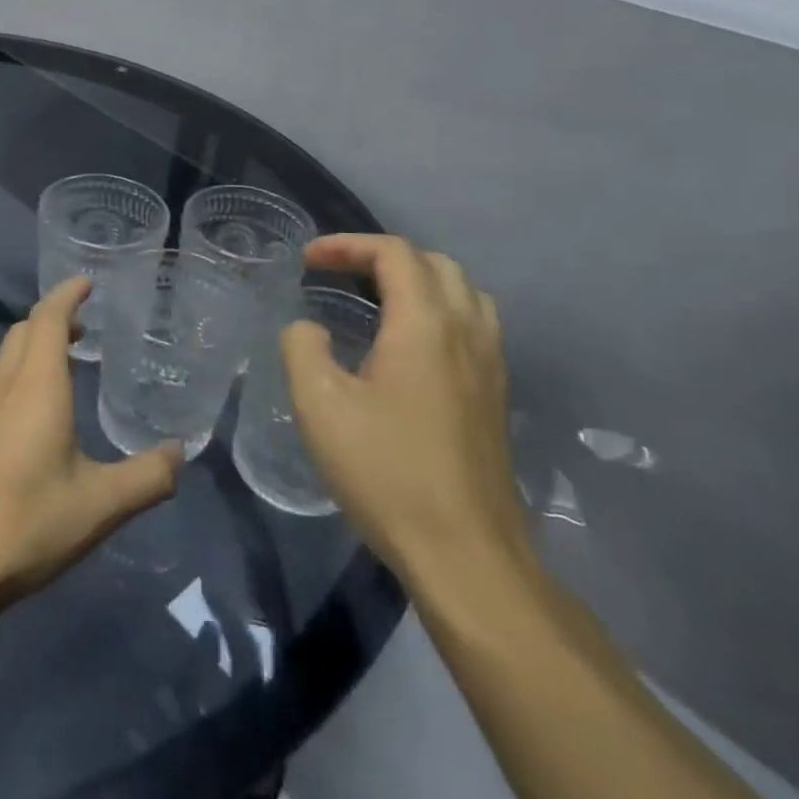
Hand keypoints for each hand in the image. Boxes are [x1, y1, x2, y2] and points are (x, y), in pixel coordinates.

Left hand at [0, 277, 182, 609]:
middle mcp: (6, 385)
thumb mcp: (102, 503)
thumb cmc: (30, 521)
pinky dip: (24, 369)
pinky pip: (1, 379)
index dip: (68, 295)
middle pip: (26, 329)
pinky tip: (42, 404)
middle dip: (54, 316)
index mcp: (36, 386)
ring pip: (9, 354)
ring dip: (37, 342)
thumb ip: (149, 476)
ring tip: (69, 357)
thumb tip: (181, 454)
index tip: (88, 282)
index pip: (49, 318)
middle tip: (86, 324)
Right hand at [280, 235, 528, 582]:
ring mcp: (490, 366)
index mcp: (425, 326)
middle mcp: (467, 333)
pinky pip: (473, 325)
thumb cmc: (385, 471)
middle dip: (381, 257)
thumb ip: (302, 348)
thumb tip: (308, 328)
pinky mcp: (496, 396)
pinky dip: (437, 310)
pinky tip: (407, 346)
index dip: (347, 245)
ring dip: (416, 280)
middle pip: (434, 264)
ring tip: (374, 299)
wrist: (465, 553)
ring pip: (463, 292)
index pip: (395, 254)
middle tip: (336, 273)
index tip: (307, 261)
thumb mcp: (319, 405)